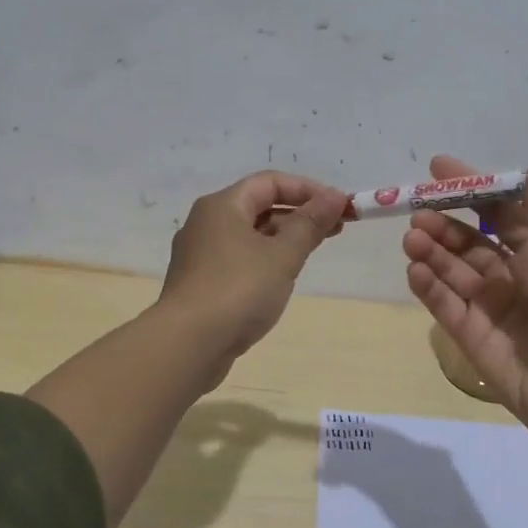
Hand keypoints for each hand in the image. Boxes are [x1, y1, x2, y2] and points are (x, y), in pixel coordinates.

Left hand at [161, 170, 348, 363]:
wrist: (188, 345)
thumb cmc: (238, 290)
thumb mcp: (282, 255)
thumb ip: (310, 224)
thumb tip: (334, 196)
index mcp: (222, 206)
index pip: (270, 182)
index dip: (308, 189)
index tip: (339, 206)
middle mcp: (206, 223)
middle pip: (259, 206)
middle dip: (300, 214)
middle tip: (337, 228)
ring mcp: (200, 254)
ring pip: (250, 234)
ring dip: (284, 237)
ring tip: (315, 249)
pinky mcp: (201, 283)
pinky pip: (240, 258)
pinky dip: (266, 258)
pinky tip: (283, 276)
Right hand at [402, 147, 527, 446]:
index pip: (500, 209)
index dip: (472, 188)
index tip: (439, 168)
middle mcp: (512, 273)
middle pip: (469, 239)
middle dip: (443, 222)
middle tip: (417, 211)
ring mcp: (489, 305)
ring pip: (451, 269)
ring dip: (431, 251)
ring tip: (413, 239)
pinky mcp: (470, 334)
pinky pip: (444, 303)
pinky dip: (428, 286)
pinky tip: (415, 271)